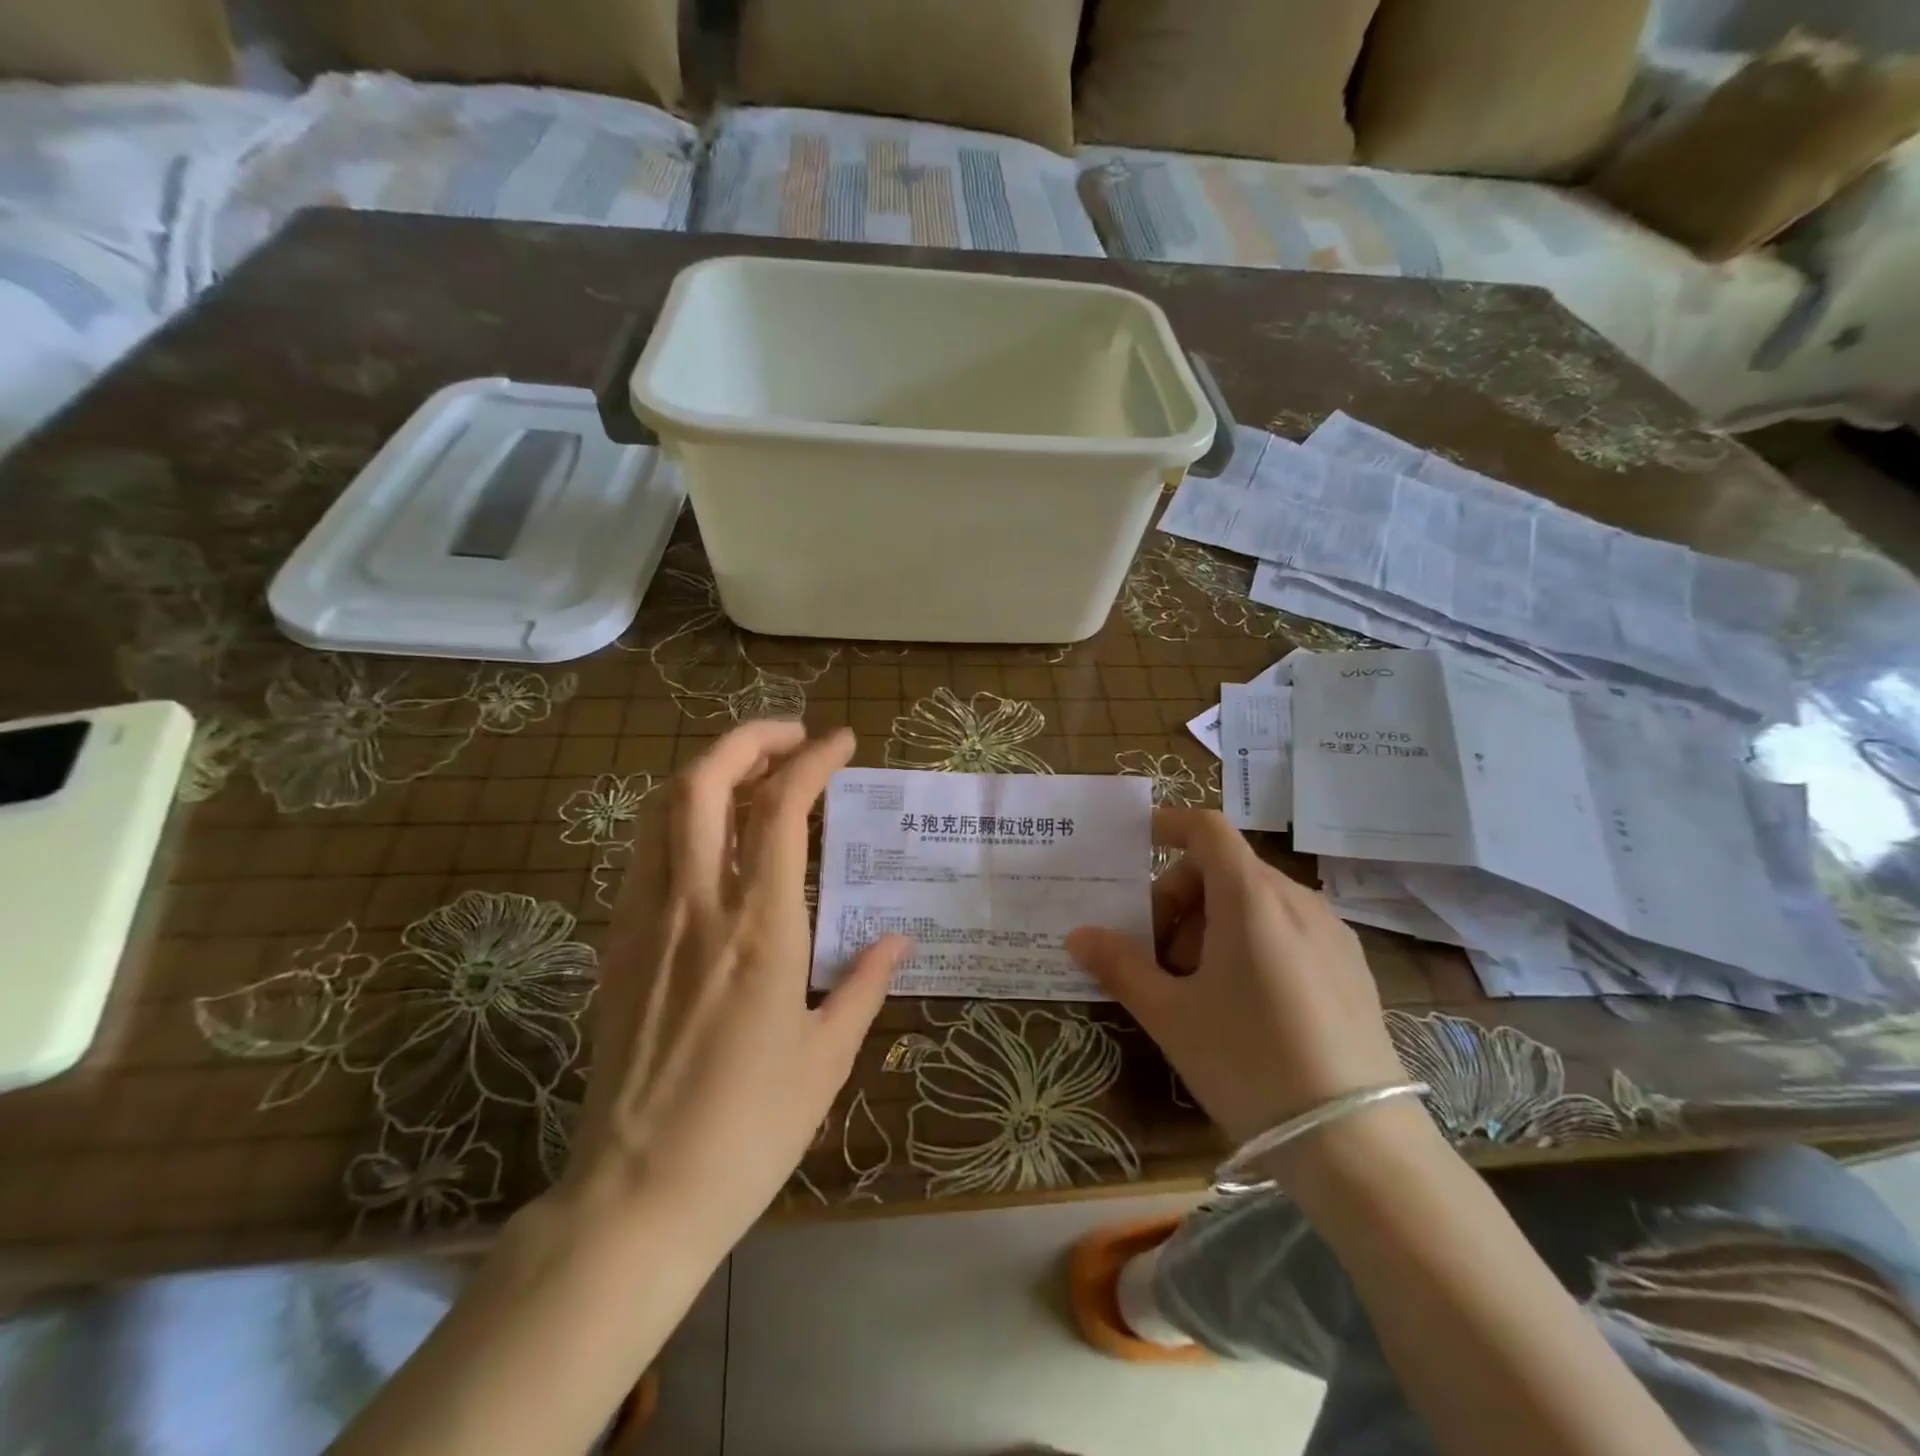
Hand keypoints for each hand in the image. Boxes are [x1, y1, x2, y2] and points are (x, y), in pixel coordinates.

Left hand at [559, 723, 909, 1249]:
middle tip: (791, 740)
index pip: (782, 809)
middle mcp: (697, 906)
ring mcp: (646, 920)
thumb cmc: (747, 1131)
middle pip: (703, 782)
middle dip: (748, 740)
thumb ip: (864, 983)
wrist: (635, 1196)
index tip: (841, 740)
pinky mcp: (616, 943)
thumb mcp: (826, 1057)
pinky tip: (713, 840)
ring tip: (753, 773)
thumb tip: (897, 939)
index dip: (813, 759)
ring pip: (663, 809)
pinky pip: (646, 852)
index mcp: (761, 929)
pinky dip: (681, 818)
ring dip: (709, 770)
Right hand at [1066, 808, 1409, 1147]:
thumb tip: (1078, 936)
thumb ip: (1120, 966)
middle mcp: (1296, 900)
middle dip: (1178, 899)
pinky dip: (1250, 940)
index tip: (1135, 843)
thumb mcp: (1171, 1016)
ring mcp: (1331, 933)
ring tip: (1194, 986)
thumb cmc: (1250, 1062)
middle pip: (1224, 869)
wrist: (1359, 1146)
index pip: (1207, 829)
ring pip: (1255, 901)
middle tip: (1153, 954)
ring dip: (1211, 923)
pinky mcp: (1351, 967)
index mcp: (1251, 898)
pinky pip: (1287, 929)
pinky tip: (1243, 1002)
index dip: (1168, 825)